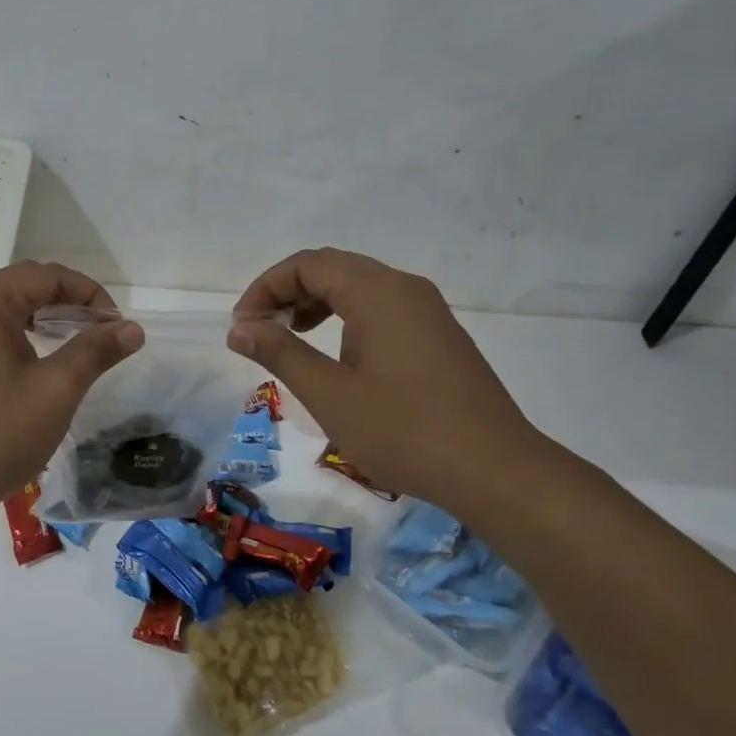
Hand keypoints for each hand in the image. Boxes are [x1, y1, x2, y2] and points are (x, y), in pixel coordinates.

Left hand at [0, 261, 142, 530]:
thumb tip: (130, 327)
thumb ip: (94, 352)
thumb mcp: (55, 392)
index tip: (116, 325)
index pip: (45, 275)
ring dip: (40, 321)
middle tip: (99, 335)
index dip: (89, 292)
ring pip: (0, 311)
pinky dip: (14, 339)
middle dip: (66, 304)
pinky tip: (30, 369)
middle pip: (21, 287)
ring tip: (72, 349)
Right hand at [228, 249, 547, 515]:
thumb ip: (280, 353)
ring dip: (316, 305)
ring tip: (289, 340)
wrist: (496, 471)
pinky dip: (345, 320)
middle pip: (333, 269)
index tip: (242, 326)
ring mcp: (428, 312)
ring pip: (359, 289)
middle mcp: (405, 288)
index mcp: (378, 292)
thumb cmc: (404, 431)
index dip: (266, 287)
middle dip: (287, 293)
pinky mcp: (439, 337)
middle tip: (258, 331)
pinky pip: (381, 310)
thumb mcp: (329, 394)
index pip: (308, 264)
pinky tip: (336, 357)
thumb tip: (240, 328)